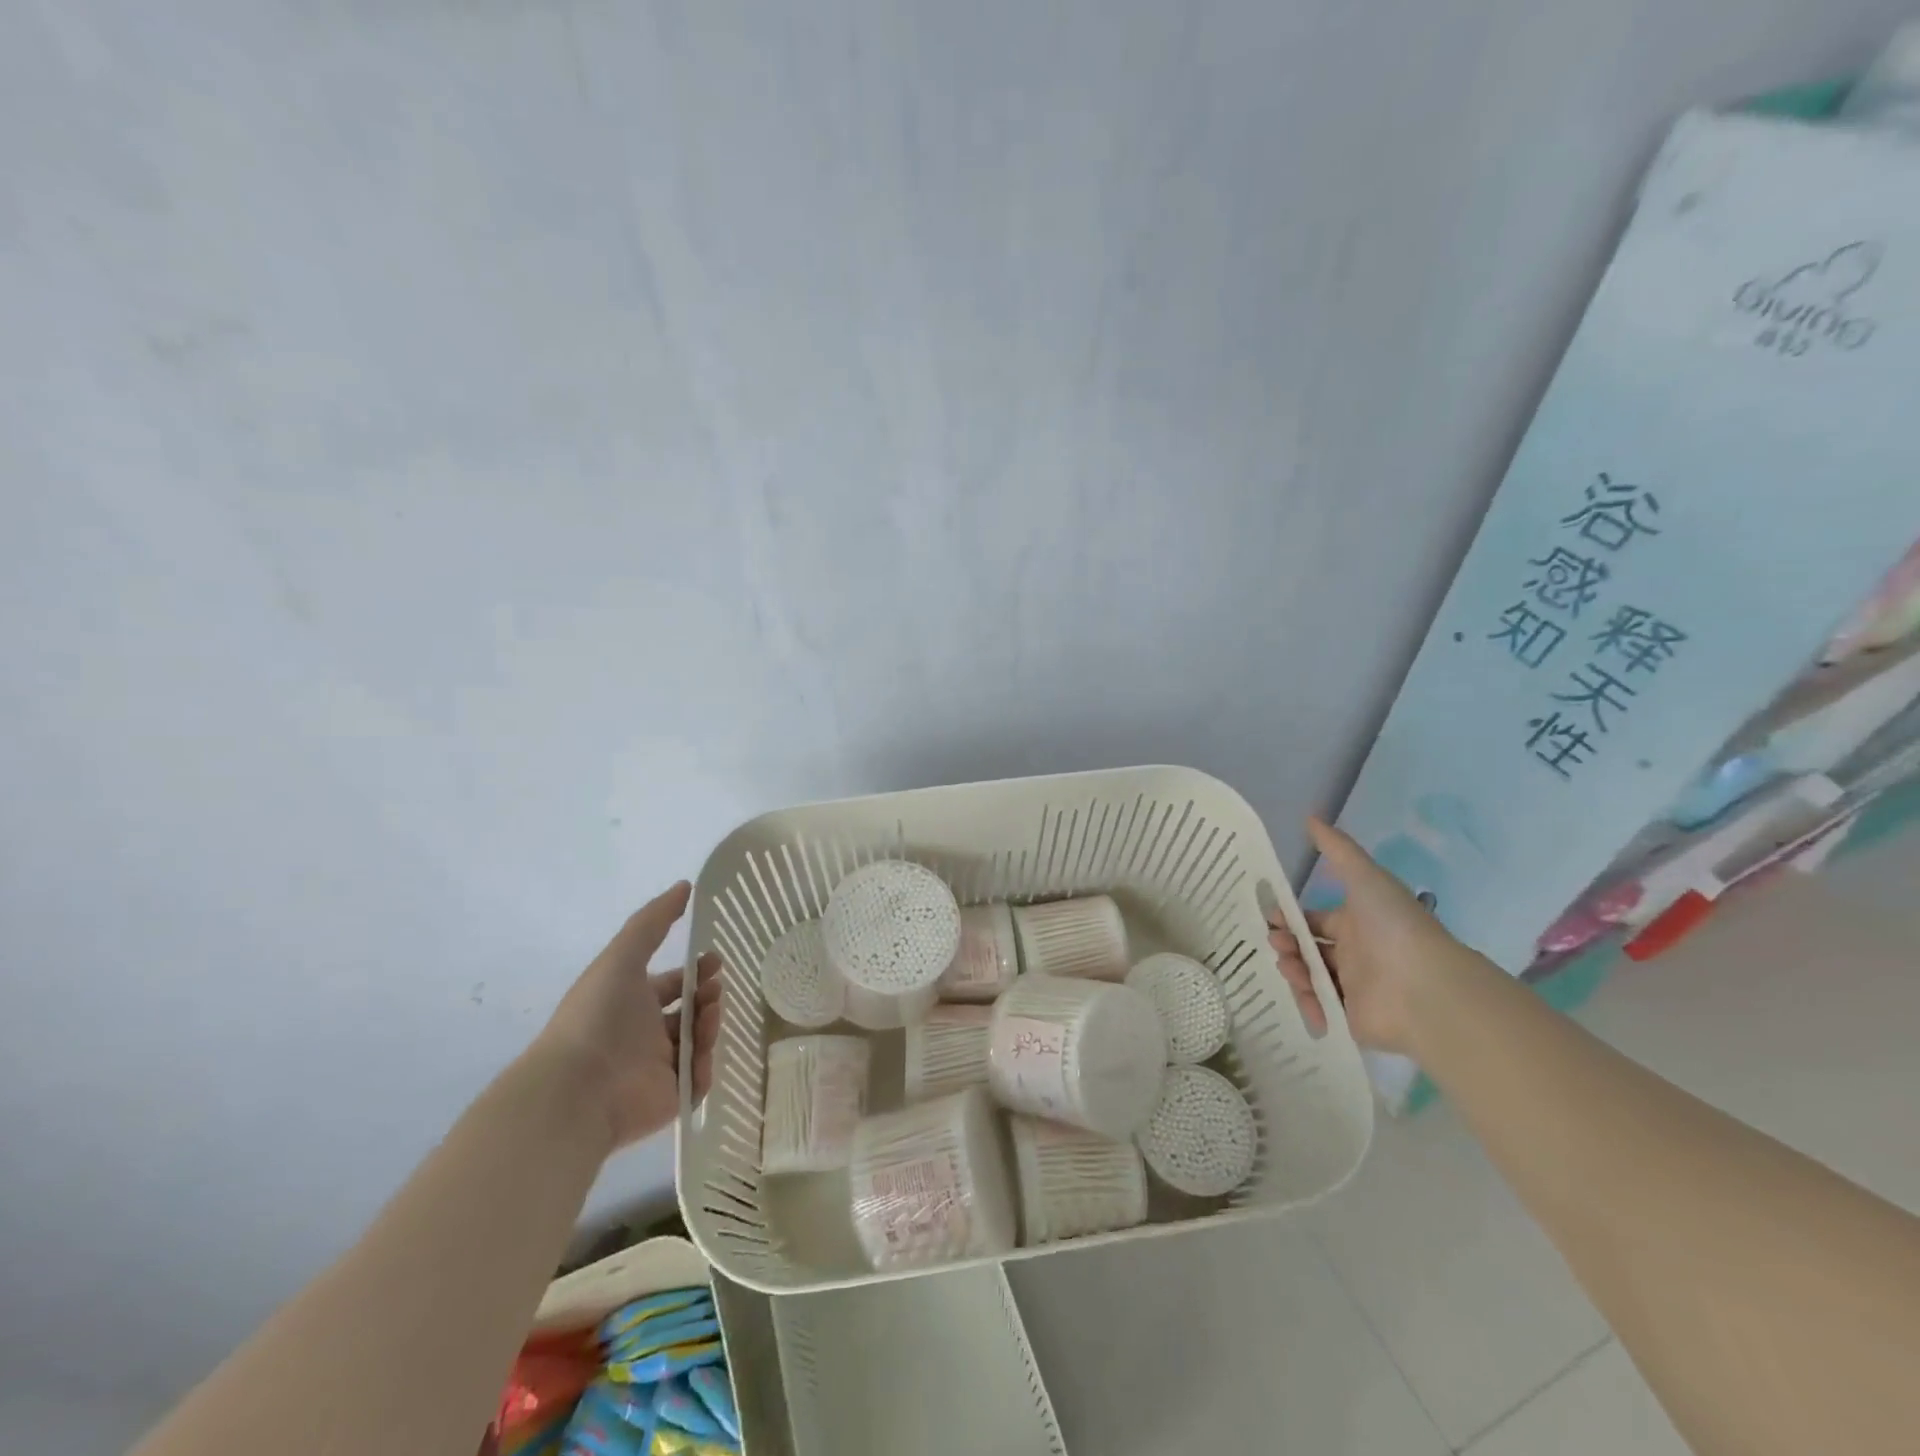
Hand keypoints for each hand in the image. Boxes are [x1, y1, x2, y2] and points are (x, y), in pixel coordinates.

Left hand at [534, 882, 721, 1147]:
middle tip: (715, 991)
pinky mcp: (670, 1098)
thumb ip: (653, 921)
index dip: (696, 972)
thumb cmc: (598, 1016)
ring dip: (710, 1024)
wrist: (578, 1089)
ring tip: (708, 1016)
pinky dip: (704, 1065)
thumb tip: (685, 885)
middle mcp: (645, 1034)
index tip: (716, 961)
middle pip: (690, 1012)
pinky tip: (698, 1054)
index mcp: (632, 1002)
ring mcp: (658, 1068)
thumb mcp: (622, 956)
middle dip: (708, 997)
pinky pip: (699, 1079)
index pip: (672, 985)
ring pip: (699, 1041)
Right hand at [1267, 818, 1471, 1055]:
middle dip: (1287, 943)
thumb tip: (1309, 817)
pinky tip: (1302, 995)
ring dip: (1293, 969)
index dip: (1291, 918)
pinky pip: (1320, 1010)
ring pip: (1309, 977)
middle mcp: (1354, 954)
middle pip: (1308, 948)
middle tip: (1276, 942)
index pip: (1316, 920)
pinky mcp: (1351, 1019)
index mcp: (1357, 924)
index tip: (1270, 917)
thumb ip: (1337, 849)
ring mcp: (1353, 988)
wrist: (1425, 987)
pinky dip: (1307, 1004)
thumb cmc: (1394, 926)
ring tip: (1289, 965)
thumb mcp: (1365, 877)